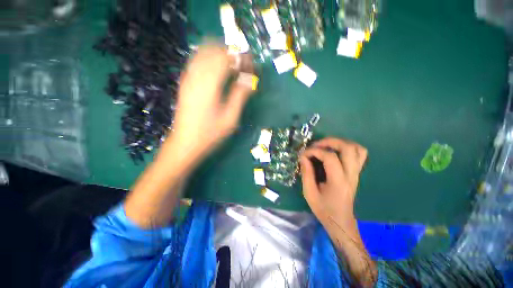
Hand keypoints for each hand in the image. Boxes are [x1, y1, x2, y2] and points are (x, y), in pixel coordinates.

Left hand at [159, 45, 254, 168]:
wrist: (186, 143)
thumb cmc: (211, 133)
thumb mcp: (230, 117)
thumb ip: (240, 95)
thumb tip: (250, 79)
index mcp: (210, 84)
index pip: (227, 59)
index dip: (242, 59)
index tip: (252, 66)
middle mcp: (196, 76)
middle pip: (215, 51)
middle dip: (232, 54)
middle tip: (244, 66)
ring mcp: (188, 78)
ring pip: (204, 52)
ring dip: (221, 54)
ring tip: (234, 66)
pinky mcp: (185, 83)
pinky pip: (197, 61)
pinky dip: (210, 59)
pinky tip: (218, 69)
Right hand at [300, 138, 375, 286]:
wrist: (340, 221)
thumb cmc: (324, 209)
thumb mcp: (309, 193)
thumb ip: (306, 173)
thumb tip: (303, 157)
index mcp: (338, 181)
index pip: (330, 157)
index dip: (315, 151)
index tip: (304, 154)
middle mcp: (351, 174)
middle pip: (348, 148)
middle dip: (330, 141)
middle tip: (316, 145)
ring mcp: (356, 173)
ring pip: (357, 148)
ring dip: (340, 143)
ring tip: (326, 146)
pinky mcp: (357, 172)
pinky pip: (360, 154)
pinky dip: (348, 147)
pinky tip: (336, 151)